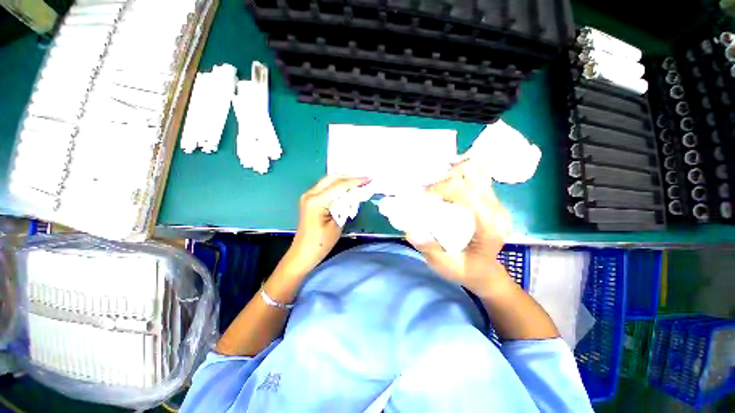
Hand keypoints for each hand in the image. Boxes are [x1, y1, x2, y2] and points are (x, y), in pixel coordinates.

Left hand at [289, 175, 369, 270]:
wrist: (303, 253)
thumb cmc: (321, 243)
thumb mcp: (338, 224)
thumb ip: (346, 206)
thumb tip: (355, 194)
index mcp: (317, 200)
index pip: (340, 185)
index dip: (355, 181)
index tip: (368, 179)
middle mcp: (310, 194)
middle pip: (332, 178)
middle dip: (349, 177)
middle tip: (364, 178)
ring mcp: (308, 196)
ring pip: (328, 181)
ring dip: (343, 180)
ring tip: (358, 181)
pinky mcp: (309, 199)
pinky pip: (325, 187)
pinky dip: (337, 186)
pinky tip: (346, 188)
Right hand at [407, 159, 512, 297]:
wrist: (485, 270)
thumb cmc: (466, 270)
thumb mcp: (446, 266)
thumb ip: (430, 250)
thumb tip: (411, 232)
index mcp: (489, 228)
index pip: (468, 194)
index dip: (443, 188)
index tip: (424, 195)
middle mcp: (496, 210)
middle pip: (472, 176)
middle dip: (444, 177)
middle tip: (427, 189)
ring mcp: (496, 202)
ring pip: (476, 170)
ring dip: (452, 171)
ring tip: (435, 184)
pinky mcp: (490, 199)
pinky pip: (476, 175)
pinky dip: (458, 172)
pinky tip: (446, 181)